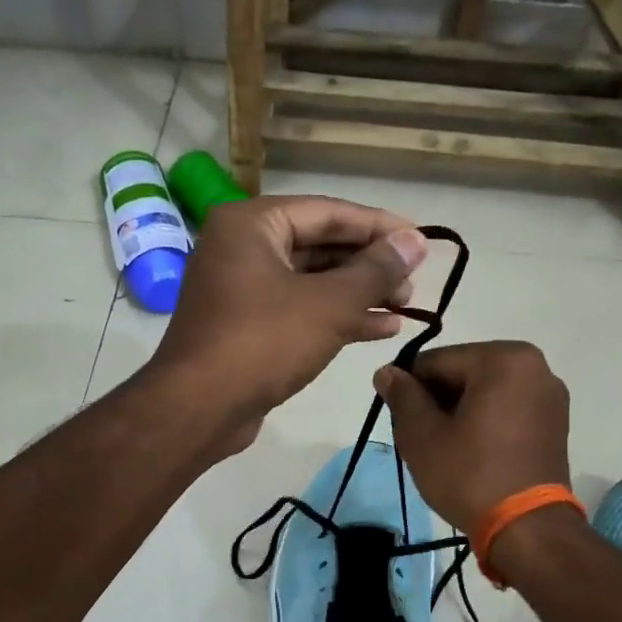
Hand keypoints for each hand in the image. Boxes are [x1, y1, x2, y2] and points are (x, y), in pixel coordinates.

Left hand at [148, 195, 427, 452]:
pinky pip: (299, 309)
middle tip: (413, 282)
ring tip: (406, 306)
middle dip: (370, 265)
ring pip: (312, 281)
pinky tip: (380, 328)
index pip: (329, 212)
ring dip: (359, 293)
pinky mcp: (247, 326)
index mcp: (252, 224)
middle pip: (320, 245)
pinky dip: (336, 317)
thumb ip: (376, 270)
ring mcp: (242, 289)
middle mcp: (242, 248)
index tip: (421, 240)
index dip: (379, 226)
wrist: (200, 409)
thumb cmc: (263, 343)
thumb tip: (416, 241)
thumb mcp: (329, 304)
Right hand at [373, 341, 570, 530]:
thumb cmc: (470, 475)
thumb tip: (387, 372)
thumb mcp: (422, 435)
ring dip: (459, 412)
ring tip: (445, 449)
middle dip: (436, 400)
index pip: (435, 362)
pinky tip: (471, 452)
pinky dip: (484, 422)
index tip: (398, 420)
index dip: (408, 389)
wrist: (527, 529)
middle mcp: (534, 366)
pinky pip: (506, 409)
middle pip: (463, 373)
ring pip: (484, 392)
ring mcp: (549, 395)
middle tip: (421, 439)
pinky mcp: (555, 423)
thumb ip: (402, 396)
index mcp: (503, 359)